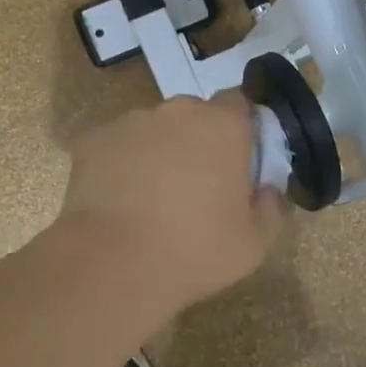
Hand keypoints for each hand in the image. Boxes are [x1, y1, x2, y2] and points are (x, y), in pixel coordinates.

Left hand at [56, 92, 285, 315]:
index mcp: (223, 125)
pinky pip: (117, 143)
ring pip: (154, 127)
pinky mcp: (94, 138)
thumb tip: (269, 190)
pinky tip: (118, 198)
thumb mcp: (254, 243)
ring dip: (159, 149)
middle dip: (198, 139)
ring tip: (151, 196)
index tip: (237, 158)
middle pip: (195, 114)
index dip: (239, 127)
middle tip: (196, 184)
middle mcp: (178, 111)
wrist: (113, 264)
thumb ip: (272, 208)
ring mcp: (132, 121)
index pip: (238, 102)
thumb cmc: (194, 250)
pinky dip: (121, 162)